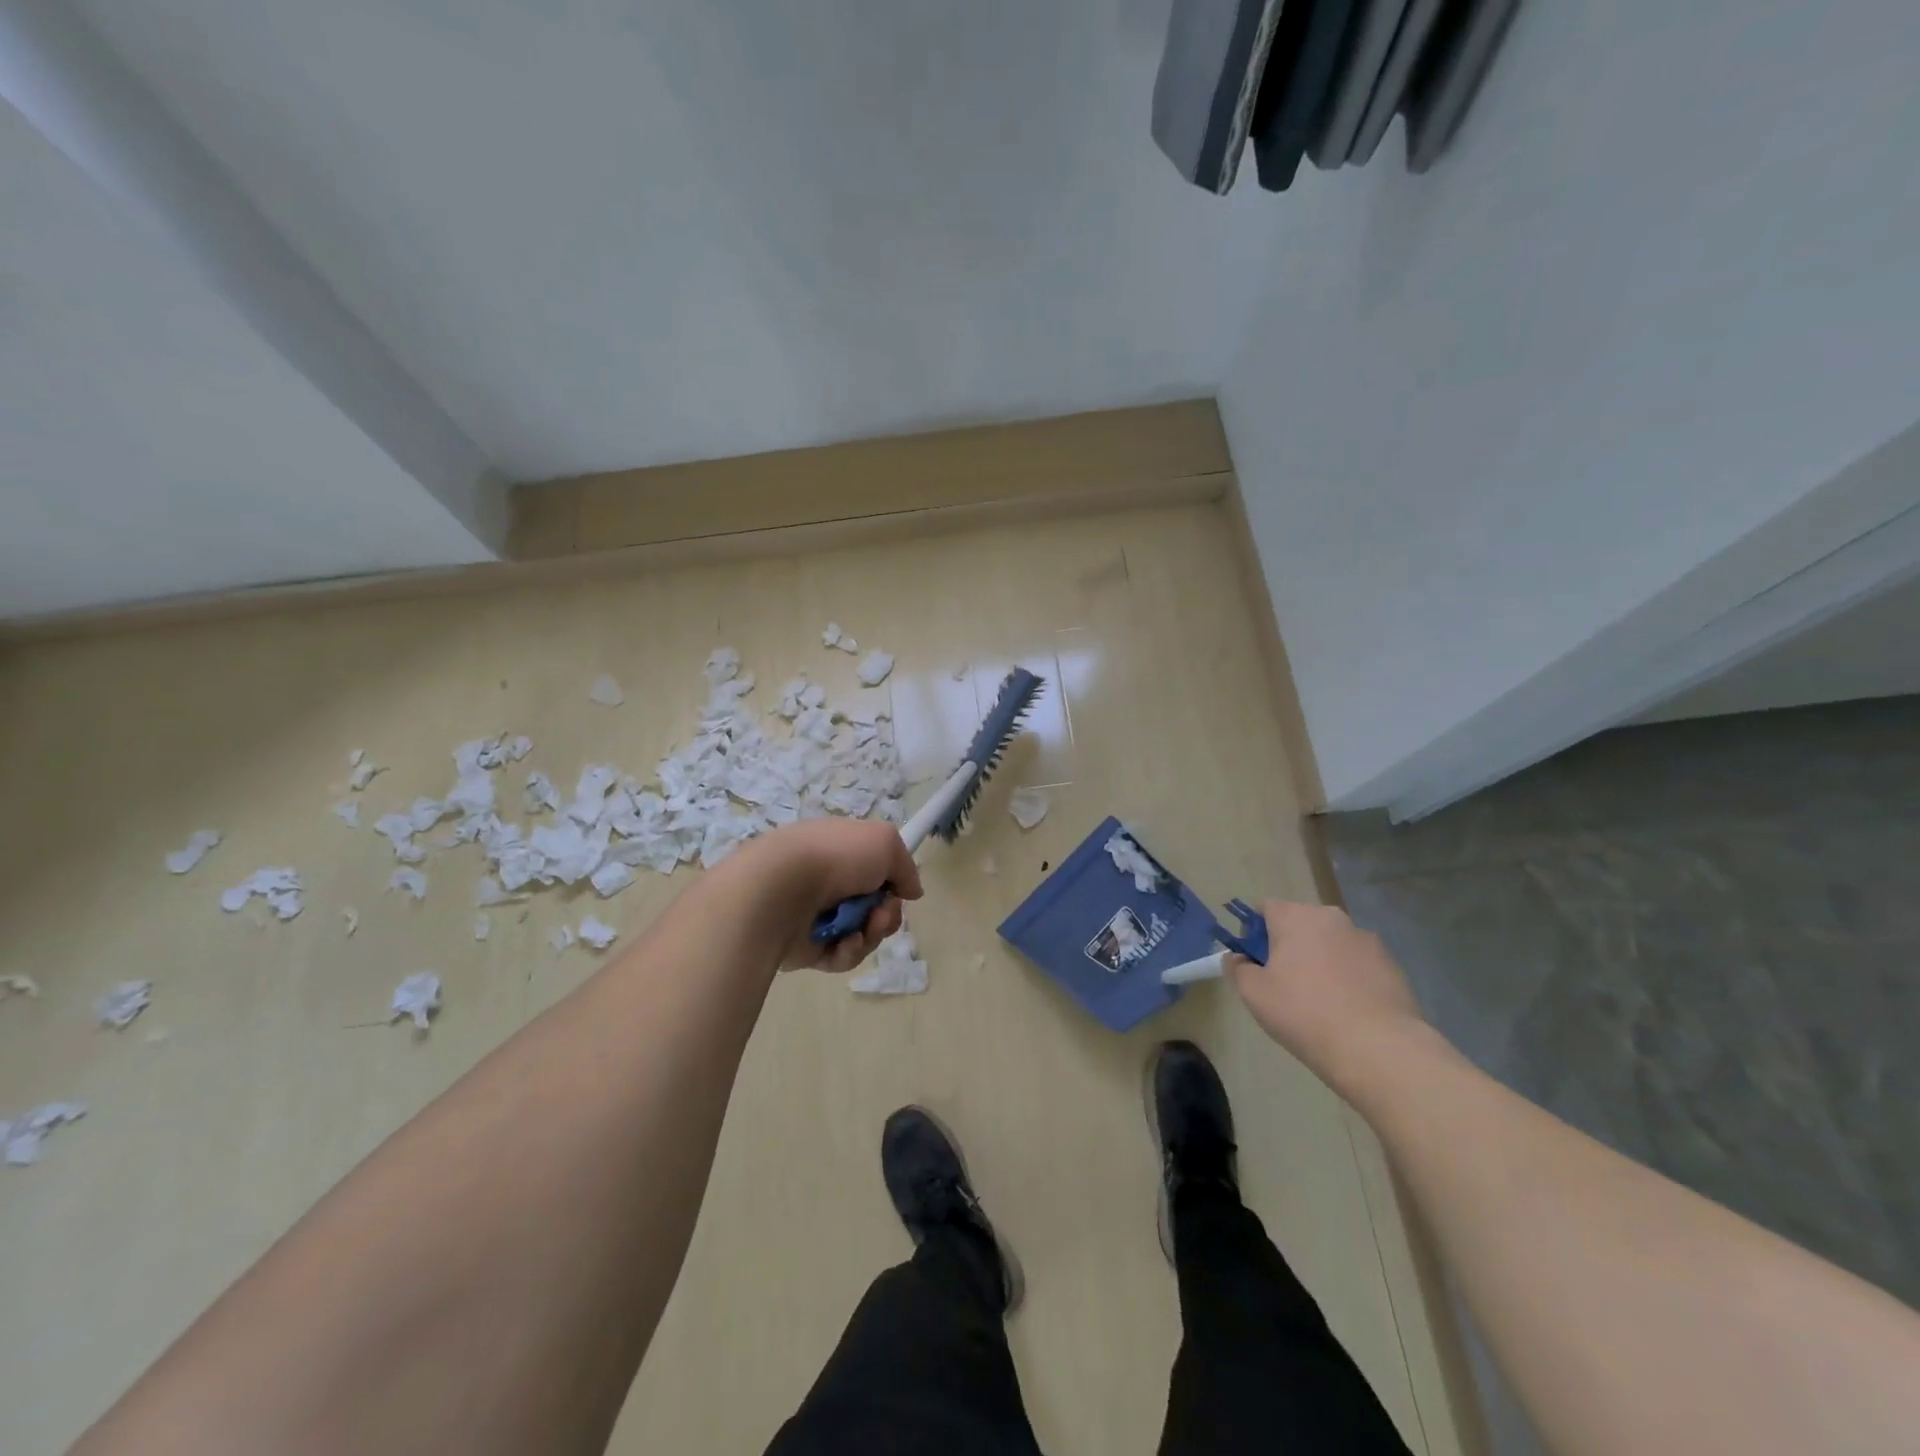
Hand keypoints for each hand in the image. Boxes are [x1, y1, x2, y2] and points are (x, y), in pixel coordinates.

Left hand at [720, 818, 924, 974]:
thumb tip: (911, 891)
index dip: (893, 882)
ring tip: (864, 928)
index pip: (876, 870)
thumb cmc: (835, 857)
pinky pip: (841, 956)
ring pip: (862, 933)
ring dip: (872, 933)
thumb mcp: (885, 842)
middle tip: (882, 913)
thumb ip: (906, 867)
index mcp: (842, 852)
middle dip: (887, 913)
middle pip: (875, 907)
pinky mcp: (807, 948)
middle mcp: (829, 882)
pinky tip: (843, 942)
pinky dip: (848, 950)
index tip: (901, 890)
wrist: (781, 889)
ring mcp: (817, 916)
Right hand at [1227, 900, 1428, 1092]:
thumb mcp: (1254, 994)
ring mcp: (1367, 940)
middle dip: (1290, 946)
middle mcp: (1332, 918)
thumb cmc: (1305, 1013)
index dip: (1255, 933)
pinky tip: (1349, 1010)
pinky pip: (1358, 964)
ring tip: (1322, 1002)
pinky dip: (1350, 978)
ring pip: (1331, 944)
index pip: (1266, 908)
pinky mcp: (1393, 965)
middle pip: (1301, 924)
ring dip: (1322, 961)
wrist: (1379, 1049)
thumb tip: (1238, 958)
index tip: (1257, 963)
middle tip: (1285, 984)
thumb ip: (1238, 968)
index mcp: (1296, 916)